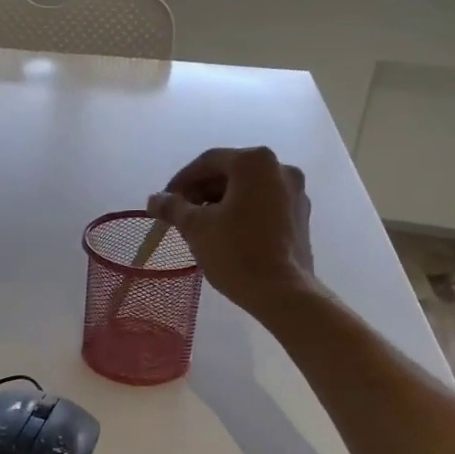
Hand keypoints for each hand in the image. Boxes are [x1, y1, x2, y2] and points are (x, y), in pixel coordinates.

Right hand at [148, 146, 315, 316]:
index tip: (164, 202)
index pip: (208, 161)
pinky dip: (243, 212)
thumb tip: (154, 200)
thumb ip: (172, 207)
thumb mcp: (196, 228)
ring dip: (221, 202)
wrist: (282, 292)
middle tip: (181, 215)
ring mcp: (295, 193)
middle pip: (230, 173)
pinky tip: (227, 234)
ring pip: (248, 189)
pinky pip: (264, 204)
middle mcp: (280, 169)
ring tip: (201, 226)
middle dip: (202, 191)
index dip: (181, 181)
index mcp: (254, 163)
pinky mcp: (300, 216)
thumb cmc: (236, 253)